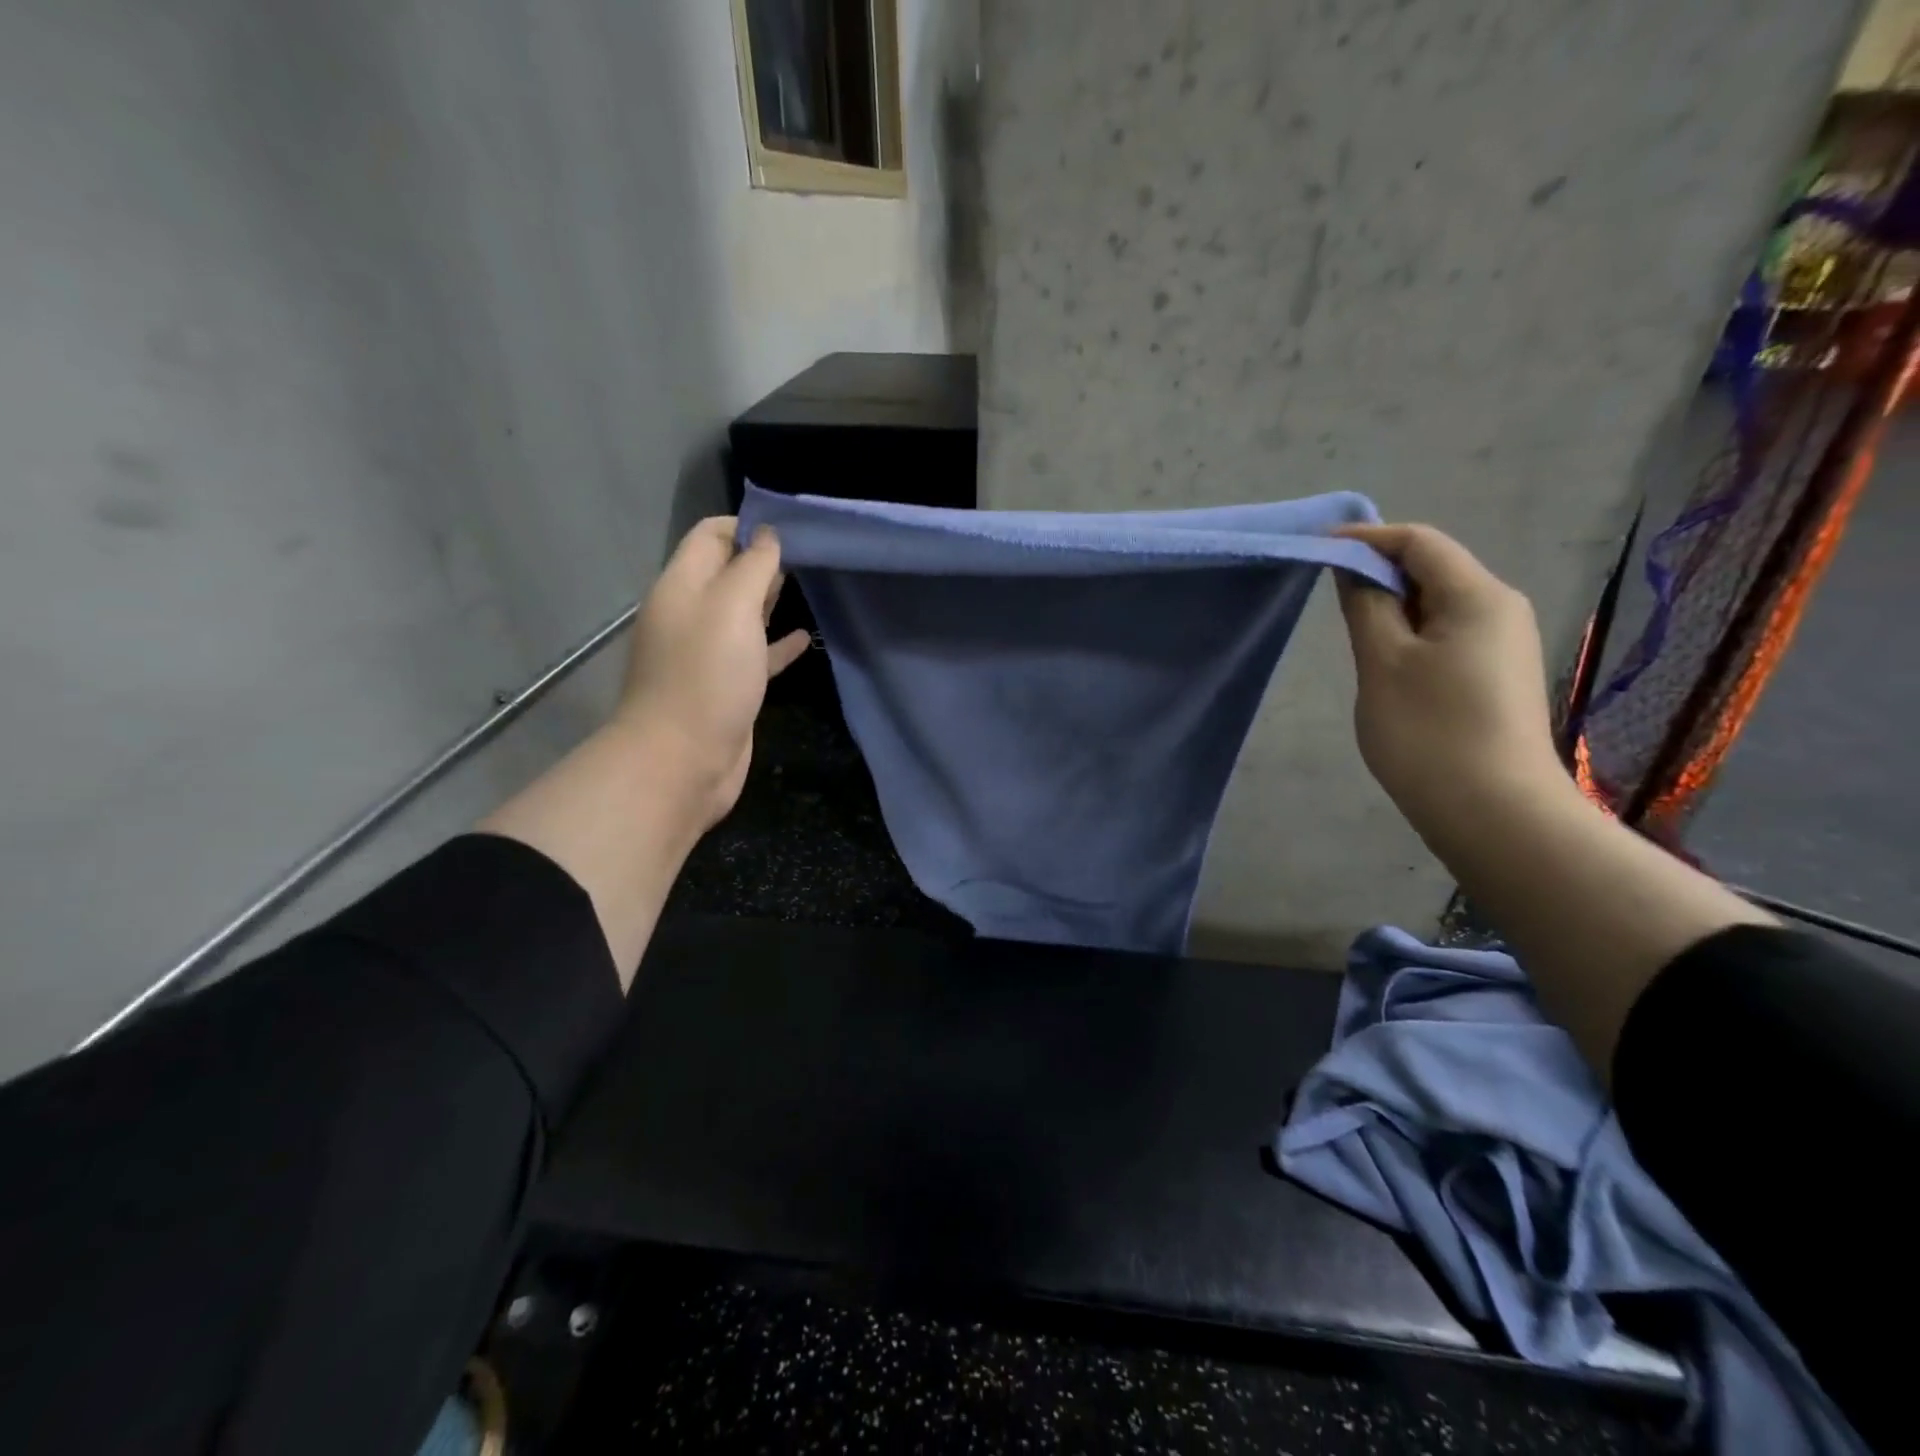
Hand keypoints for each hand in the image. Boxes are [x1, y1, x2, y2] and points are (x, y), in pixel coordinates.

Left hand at [616, 517, 809, 829]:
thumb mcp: (731, 608)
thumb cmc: (706, 676)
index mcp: (682, 587)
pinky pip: (755, 655)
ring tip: (812, 586)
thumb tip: (768, 535)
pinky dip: (777, 644)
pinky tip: (804, 639)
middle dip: (763, 559)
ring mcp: (709, 654)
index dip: (747, 525)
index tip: (792, 529)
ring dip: (771, 599)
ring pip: (743, 615)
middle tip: (810, 554)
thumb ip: (752, 567)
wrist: (682, 761)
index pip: (711, 536)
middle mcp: (691, 615)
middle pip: (727, 573)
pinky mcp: (728, 687)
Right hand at [1334, 522, 1574, 852]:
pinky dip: (1412, 635)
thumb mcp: (1382, 662)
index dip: (1366, 538)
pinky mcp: (1499, 675)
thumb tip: (1354, 566)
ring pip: (1440, 605)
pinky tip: (1388, 667)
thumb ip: (1365, 605)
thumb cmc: (1428, 731)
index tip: (1318, 551)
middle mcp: (1502, 608)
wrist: (1495, 812)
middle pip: (1434, 569)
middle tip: (1329, 601)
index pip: (1418, 542)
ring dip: (1393, 609)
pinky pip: (1449, 634)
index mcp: (1478, 595)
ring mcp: (1505, 644)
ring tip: (1355, 639)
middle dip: (1379, 574)